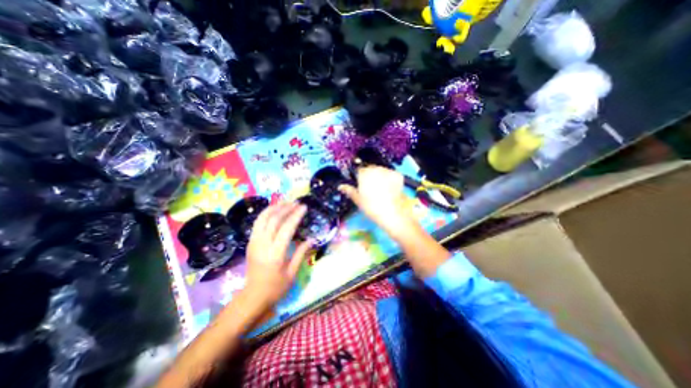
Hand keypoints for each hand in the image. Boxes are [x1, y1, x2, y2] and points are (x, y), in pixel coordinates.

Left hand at [241, 203, 308, 308]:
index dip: (296, 215)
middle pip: (273, 220)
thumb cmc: (275, 288)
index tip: (304, 207)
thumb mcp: (292, 273)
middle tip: (296, 202)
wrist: (252, 297)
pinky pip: (258, 223)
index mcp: (275, 253)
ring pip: (262, 218)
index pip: (286, 228)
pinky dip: (266, 214)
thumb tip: (311, 239)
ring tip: (285, 202)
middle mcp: (262, 245)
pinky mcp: (250, 242)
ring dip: (274, 208)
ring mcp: (254, 242)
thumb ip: (301, 253)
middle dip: (286, 208)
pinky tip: (274, 211)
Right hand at [339, 167, 411, 235]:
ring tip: (382, 189)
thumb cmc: (371, 207)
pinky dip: (390, 179)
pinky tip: (390, 188)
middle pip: (371, 168)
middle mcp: (375, 169)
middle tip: (371, 188)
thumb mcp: (358, 200)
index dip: (360, 177)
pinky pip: (391, 174)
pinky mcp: (397, 175)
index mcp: (364, 174)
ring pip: (381, 170)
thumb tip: (341, 186)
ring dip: (380, 176)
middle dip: (370, 175)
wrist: (392, 212)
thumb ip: (349, 190)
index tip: (361, 184)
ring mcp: (388, 171)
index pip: (359, 170)